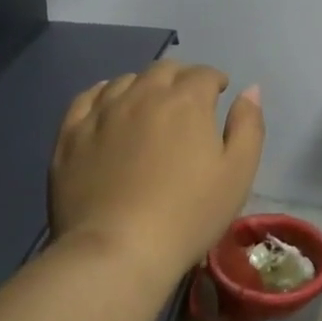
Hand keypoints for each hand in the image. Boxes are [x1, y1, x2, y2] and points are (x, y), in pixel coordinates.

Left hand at [50, 61, 264, 280]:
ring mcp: (102, 111)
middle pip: (164, 70)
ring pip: (126, 81)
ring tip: (149, 106)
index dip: (215, 80)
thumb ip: (248, 126)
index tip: (219, 93)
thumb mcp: (238, 175)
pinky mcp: (72, 133)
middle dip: (181, 78)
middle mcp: (143, 94)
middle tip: (188, 100)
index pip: (204, 74)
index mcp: (186, 101)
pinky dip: (104, 95)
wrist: (118, 250)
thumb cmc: (188, 215)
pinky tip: (109, 107)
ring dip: (144, 86)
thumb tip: (250, 90)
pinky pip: (88, 98)